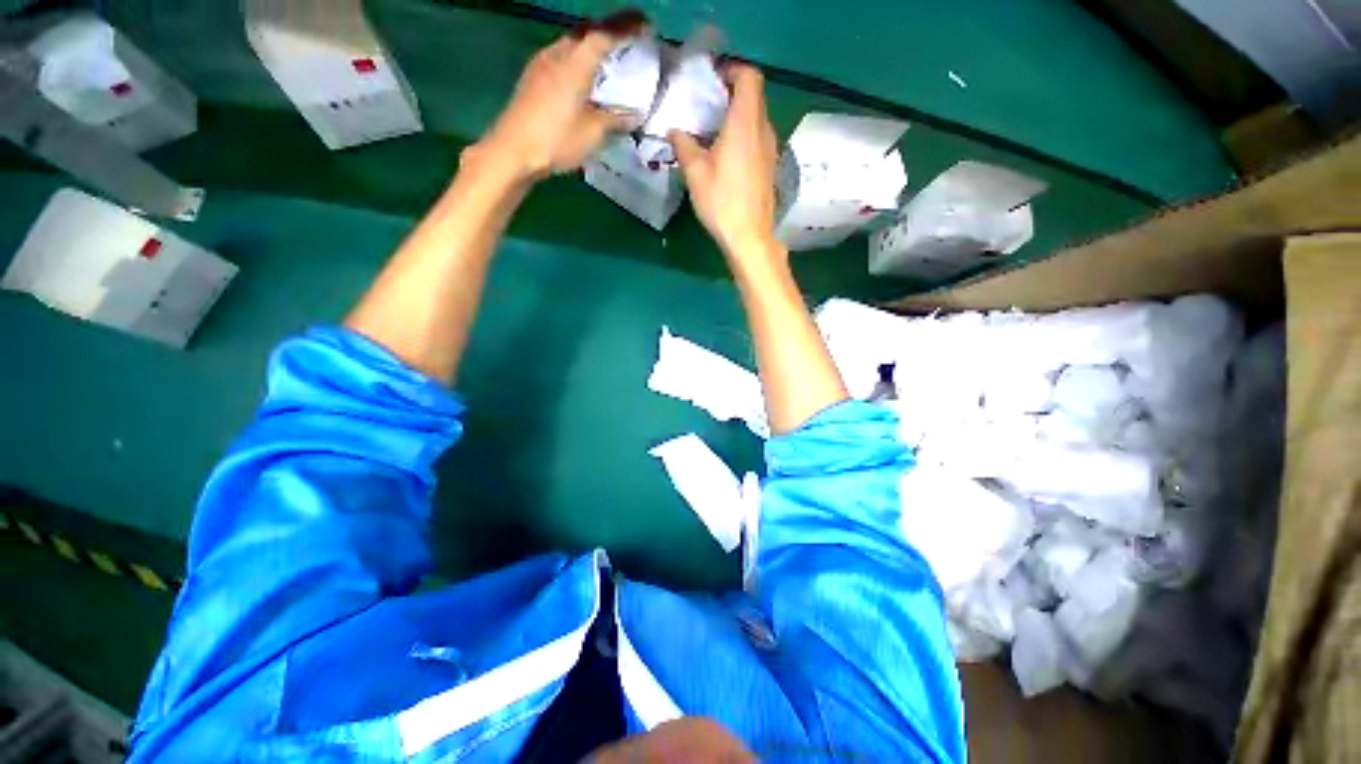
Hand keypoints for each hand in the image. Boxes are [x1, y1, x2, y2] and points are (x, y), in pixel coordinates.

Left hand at [476, 23, 638, 182]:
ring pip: (571, 43)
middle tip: (626, 39)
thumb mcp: (592, 133)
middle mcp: (557, 55)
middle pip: (585, 31)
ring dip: (590, 45)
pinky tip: (581, 78)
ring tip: (606, 58)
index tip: (646, 24)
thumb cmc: (556, 140)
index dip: (626, 26)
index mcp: (575, 63)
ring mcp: (541, 65)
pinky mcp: (532, 78)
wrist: (512, 151)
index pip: (604, 34)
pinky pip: (560, 57)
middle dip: (608, 31)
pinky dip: (577, 59)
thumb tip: (634, 115)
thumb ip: (614, 120)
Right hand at [669, 65, 782, 267]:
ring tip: (714, 131)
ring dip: (738, 117)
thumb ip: (684, 146)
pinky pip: (759, 139)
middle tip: (708, 105)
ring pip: (757, 119)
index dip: (733, 70)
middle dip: (732, 93)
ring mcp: (771, 150)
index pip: (749, 77)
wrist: (750, 237)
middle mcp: (763, 130)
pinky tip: (727, 156)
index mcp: (745, 123)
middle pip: (754, 97)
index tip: (713, 79)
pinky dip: (744, 136)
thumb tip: (674, 131)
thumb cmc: (722, 202)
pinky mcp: (770, 168)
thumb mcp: (696, 173)